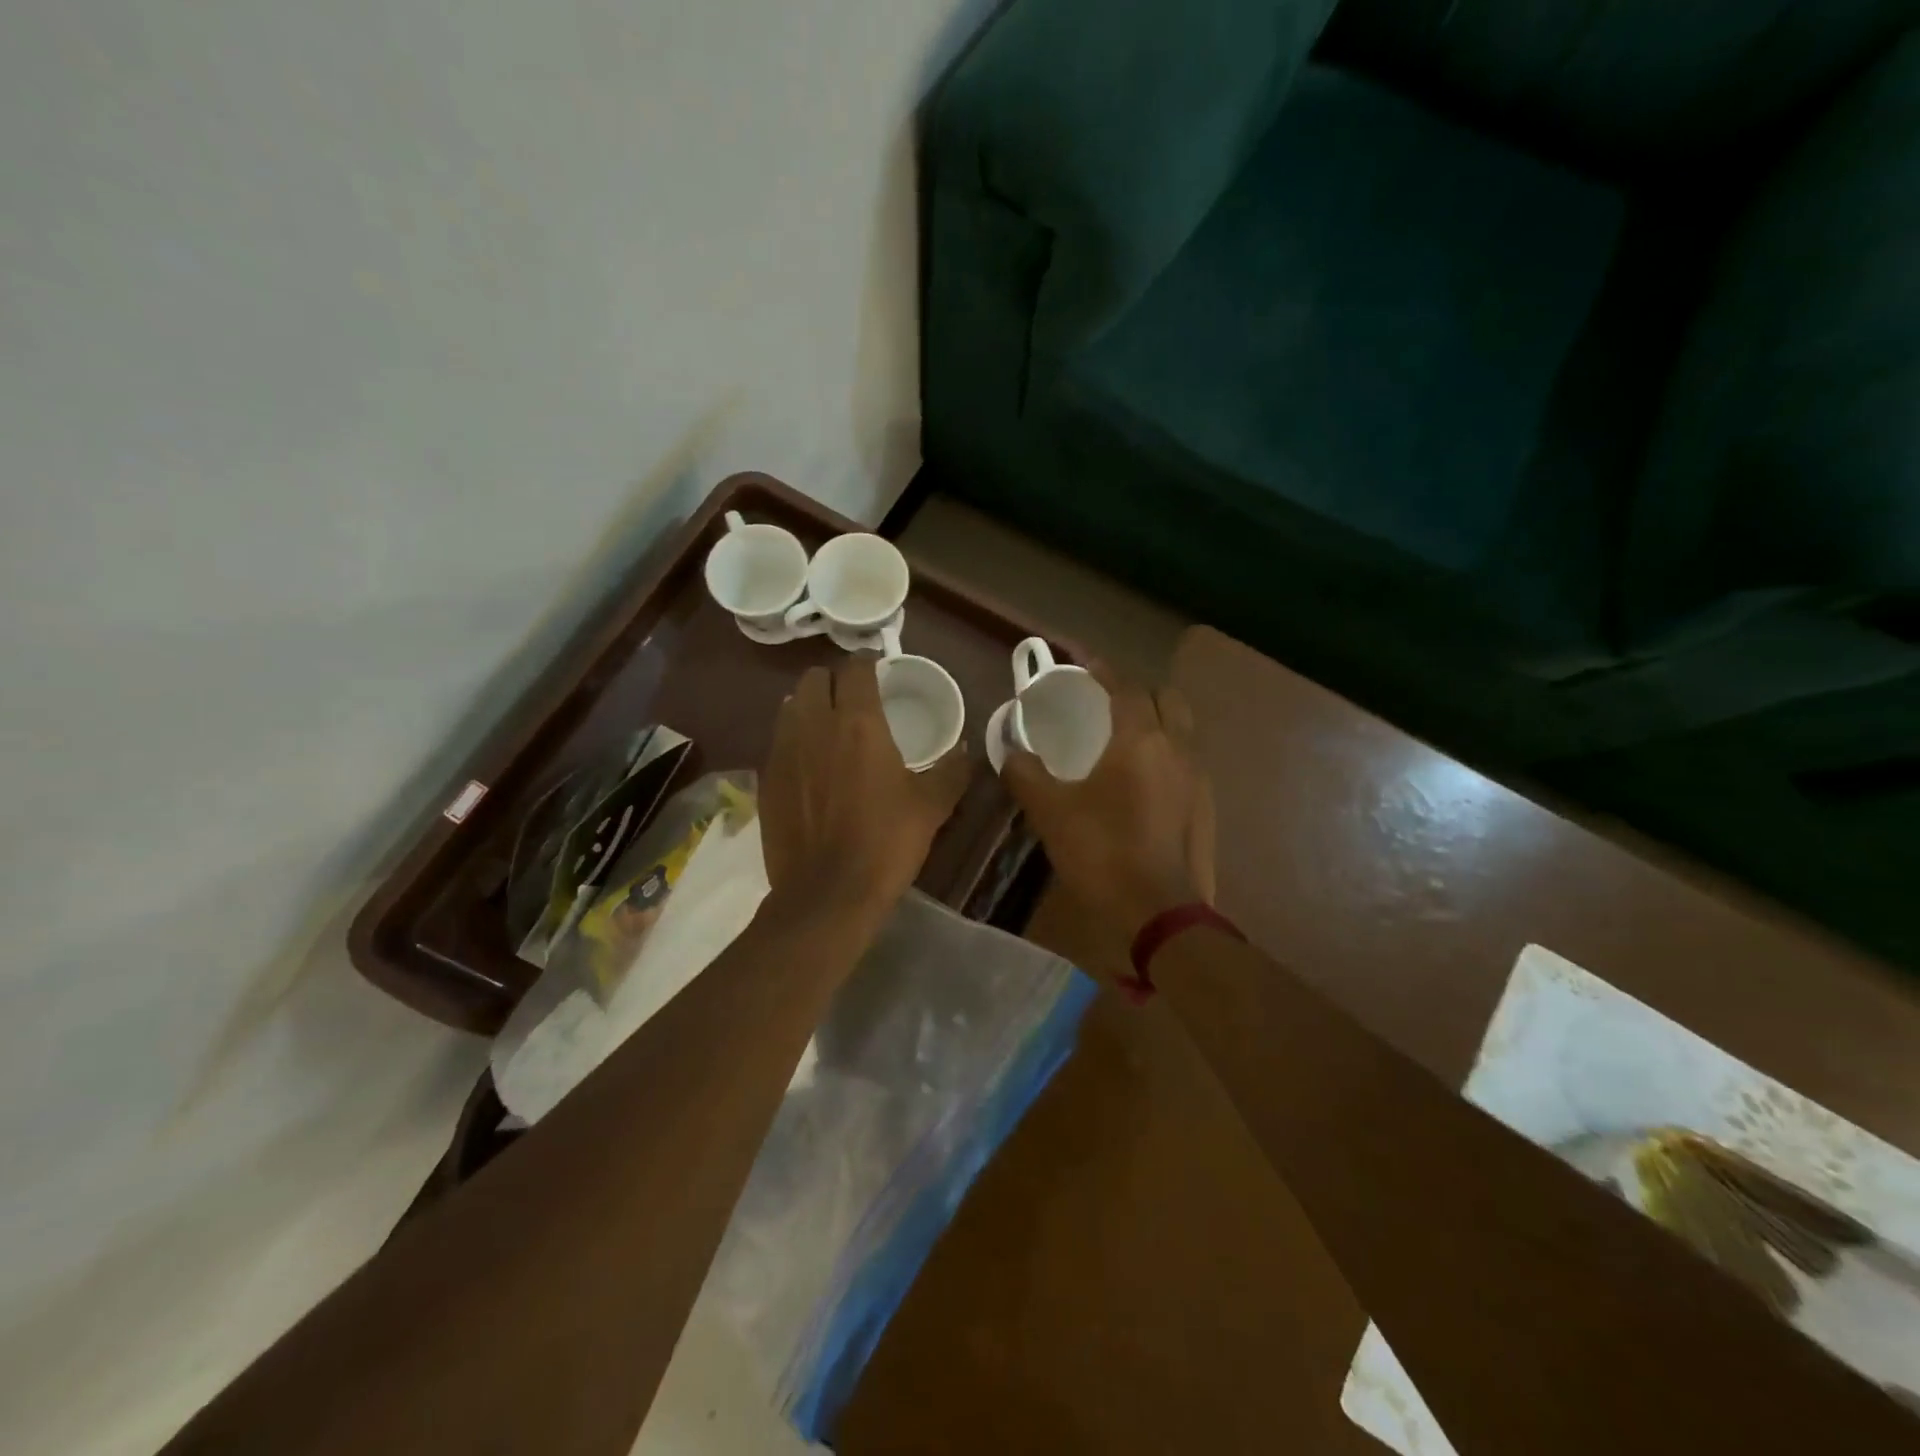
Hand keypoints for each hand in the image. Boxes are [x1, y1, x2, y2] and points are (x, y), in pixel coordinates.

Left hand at [760, 657, 971, 921]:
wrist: (828, 893)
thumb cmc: (886, 843)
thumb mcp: (932, 807)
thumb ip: (952, 771)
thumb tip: (965, 751)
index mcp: (859, 723)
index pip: (856, 669)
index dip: (867, 664)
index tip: (878, 671)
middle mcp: (815, 725)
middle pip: (815, 678)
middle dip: (834, 680)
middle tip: (853, 698)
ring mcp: (784, 751)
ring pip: (791, 706)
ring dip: (810, 706)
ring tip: (828, 727)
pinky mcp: (766, 778)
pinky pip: (778, 741)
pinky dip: (794, 740)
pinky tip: (809, 765)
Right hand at [1003, 663, 1214, 942]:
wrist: (1159, 912)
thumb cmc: (1102, 852)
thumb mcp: (1050, 812)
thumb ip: (1024, 773)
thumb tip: (1008, 748)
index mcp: (1140, 740)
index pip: (1123, 685)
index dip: (1100, 667)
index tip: (1077, 659)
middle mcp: (1177, 747)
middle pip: (1165, 696)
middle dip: (1136, 688)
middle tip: (1104, 698)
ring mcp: (1197, 777)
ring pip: (1182, 727)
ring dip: (1155, 717)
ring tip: (1122, 733)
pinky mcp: (1204, 804)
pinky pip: (1187, 757)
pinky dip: (1165, 749)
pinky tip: (1141, 775)